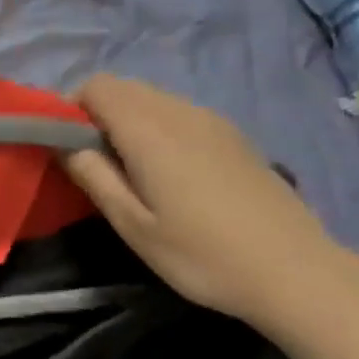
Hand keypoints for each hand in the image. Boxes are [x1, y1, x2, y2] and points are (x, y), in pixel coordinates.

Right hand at [64, 75, 351, 325]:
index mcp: (150, 130)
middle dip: (96, 114)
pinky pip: (180, 113)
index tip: (64, 147)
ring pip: (153, 99)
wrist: (294, 270)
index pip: (97, 87)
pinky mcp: (233, 136)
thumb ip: (94, 177)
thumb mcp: (134, 226)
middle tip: (93, 163)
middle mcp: (181, 112)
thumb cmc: (202, 254)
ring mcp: (213, 121)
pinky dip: (157, 127)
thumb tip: (65, 145)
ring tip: (129, 171)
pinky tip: (168, 174)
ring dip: (128, 120)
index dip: (70, 108)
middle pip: (124, 88)